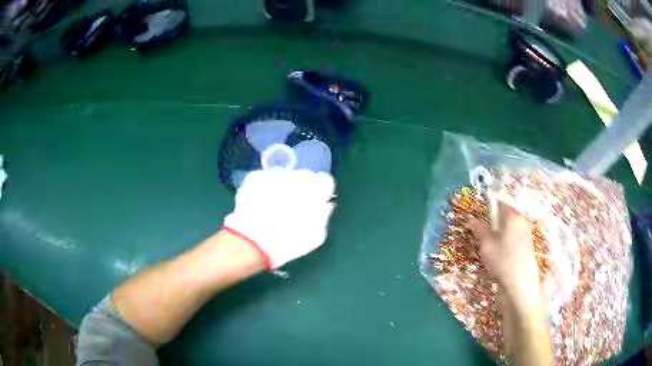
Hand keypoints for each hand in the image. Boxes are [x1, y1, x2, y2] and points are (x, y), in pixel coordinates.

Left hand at [223, 169, 335, 270]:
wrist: (252, 242)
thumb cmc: (288, 242)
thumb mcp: (315, 236)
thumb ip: (323, 216)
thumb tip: (326, 205)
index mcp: (315, 190)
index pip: (325, 180)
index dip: (321, 191)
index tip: (316, 201)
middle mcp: (296, 176)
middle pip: (304, 176)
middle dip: (301, 187)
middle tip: (293, 205)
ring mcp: (273, 175)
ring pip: (283, 175)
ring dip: (282, 186)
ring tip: (274, 204)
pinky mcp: (255, 177)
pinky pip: (264, 178)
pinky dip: (264, 187)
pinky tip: (260, 202)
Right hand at [468, 201, 542, 302]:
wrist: (521, 284)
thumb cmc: (502, 261)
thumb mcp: (486, 245)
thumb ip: (478, 230)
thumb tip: (470, 219)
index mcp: (513, 216)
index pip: (500, 203)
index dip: (489, 207)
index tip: (480, 217)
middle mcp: (522, 221)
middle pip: (506, 216)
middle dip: (494, 223)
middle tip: (483, 235)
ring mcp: (527, 234)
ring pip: (510, 228)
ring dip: (500, 234)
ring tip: (490, 248)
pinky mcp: (528, 246)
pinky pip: (514, 238)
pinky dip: (506, 242)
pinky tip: (500, 256)